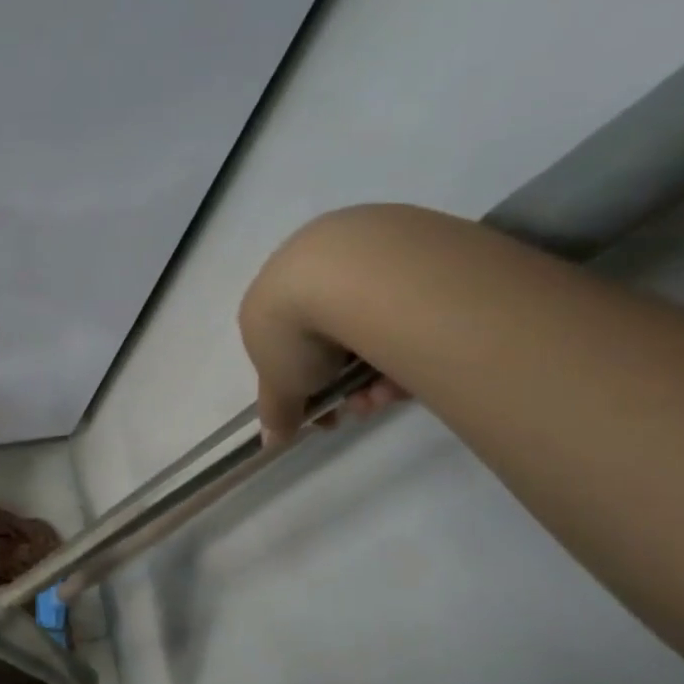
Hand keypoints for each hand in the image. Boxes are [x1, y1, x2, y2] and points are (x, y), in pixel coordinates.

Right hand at [238, 228, 406, 445]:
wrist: (345, 272)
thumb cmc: (294, 328)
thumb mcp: (279, 383)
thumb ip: (276, 411)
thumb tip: (271, 442)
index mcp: (270, 297)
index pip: (288, 347)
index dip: (307, 385)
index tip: (328, 412)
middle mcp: (308, 269)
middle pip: (334, 338)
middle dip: (350, 383)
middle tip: (366, 406)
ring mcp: (356, 253)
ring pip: (372, 323)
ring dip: (380, 370)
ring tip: (391, 392)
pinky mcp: (405, 241)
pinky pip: (406, 303)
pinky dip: (408, 337)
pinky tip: (414, 360)